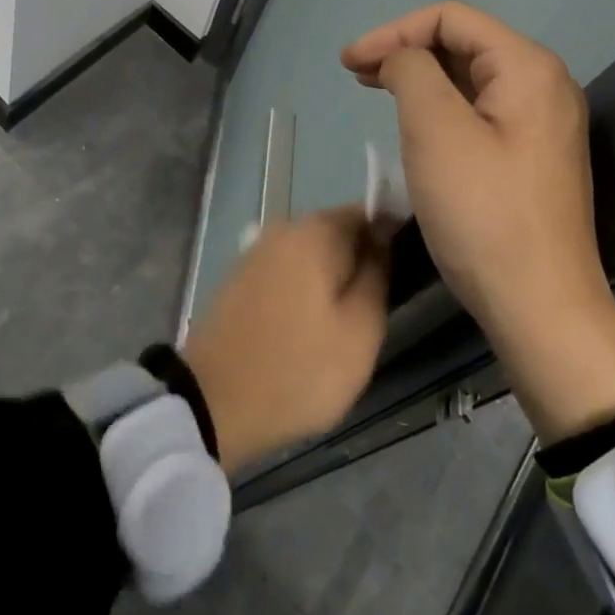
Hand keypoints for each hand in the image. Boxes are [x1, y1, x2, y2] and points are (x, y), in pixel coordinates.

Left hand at [182, 207, 389, 473]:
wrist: (214, 401)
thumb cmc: (298, 368)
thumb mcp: (360, 331)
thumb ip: (378, 275)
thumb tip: (383, 239)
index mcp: (314, 231)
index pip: (367, 214)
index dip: (390, 241)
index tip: (401, 279)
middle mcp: (283, 228)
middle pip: (338, 233)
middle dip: (359, 264)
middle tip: (374, 313)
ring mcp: (257, 252)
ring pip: (312, 256)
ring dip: (331, 282)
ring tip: (343, 327)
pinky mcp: (241, 278)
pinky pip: (288, 273)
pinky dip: (304, 292)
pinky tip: (308, 329)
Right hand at [342, 1, 614, 442]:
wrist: (540, 308)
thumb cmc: (482, 213)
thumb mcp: (435, 130)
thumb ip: (411, 70)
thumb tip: (402, 58)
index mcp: (528, 67)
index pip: (451, 18)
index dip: (394, 30)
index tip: (349, 62)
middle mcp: (543, 85)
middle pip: (463, 42)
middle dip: (405, 49)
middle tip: (355, 72)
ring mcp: (541, 122)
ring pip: (469, 77)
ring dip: (419, 76)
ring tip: (373, 87)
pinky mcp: (530, 155)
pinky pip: (479, 109)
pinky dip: (439, 104)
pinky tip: (412, 120)